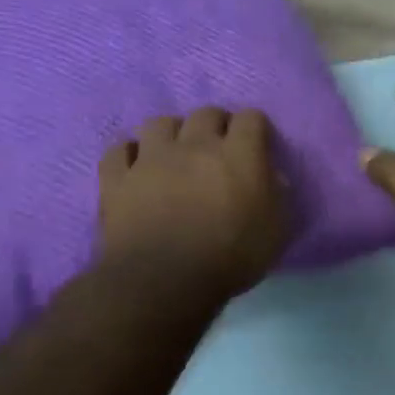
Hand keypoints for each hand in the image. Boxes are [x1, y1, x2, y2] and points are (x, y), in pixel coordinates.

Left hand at [98, 108, 288, 300]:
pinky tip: (137, 168)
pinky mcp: (117, 178)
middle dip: (216, 125)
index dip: (255, 129)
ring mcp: (151, 158)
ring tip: (175, 154)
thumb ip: (277, 196)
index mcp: (238, 155)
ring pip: (160, 123)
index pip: (250, 118)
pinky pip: (119, 150)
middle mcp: (195, 145)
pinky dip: (130, 155)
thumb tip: (270, 176)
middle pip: (206, 113)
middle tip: (218, 149)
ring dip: (172, 134)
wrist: (164, 281)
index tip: (257, 146)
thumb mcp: (276, 231)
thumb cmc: (230, 258)